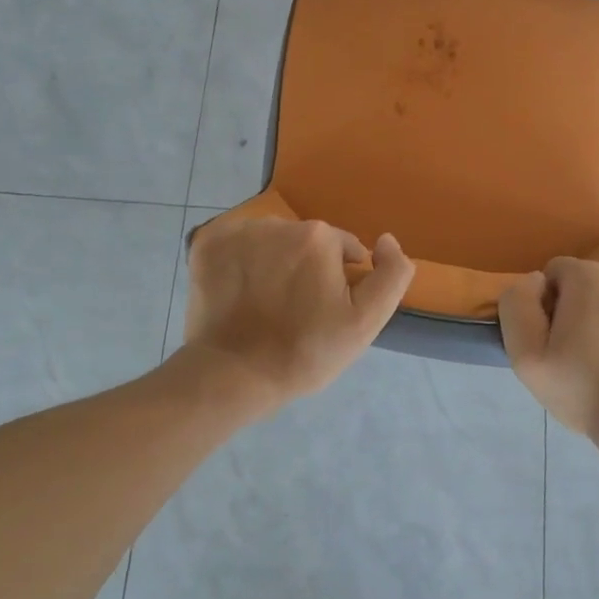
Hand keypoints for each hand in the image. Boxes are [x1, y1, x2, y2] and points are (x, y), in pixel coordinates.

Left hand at [181, 217, 414, 409]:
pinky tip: (239, 291)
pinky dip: (241, 261)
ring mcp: (237, 231)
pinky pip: (237, 243)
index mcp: (318, 237)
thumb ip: (391, 274)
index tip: (326, 312)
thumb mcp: (366, 322)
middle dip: (307, 268)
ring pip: (271, 241)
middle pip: (306, 242)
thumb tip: (386, 240)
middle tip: (297, 312)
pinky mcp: (206, 244)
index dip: (340, 281)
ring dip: (274, 263)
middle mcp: (278, 223)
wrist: (233, 375)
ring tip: (266, 304)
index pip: (343, 249)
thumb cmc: (305, 351)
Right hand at [498, 257, 598, 446]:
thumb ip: (518, 305)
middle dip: (592, 302)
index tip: (567, 339)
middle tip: (597, 347)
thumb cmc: (586, 394)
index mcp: (587, 276)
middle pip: (597, 275)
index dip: (557, 306)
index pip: (558, 274)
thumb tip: (537, 280)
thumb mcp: (527, 359)